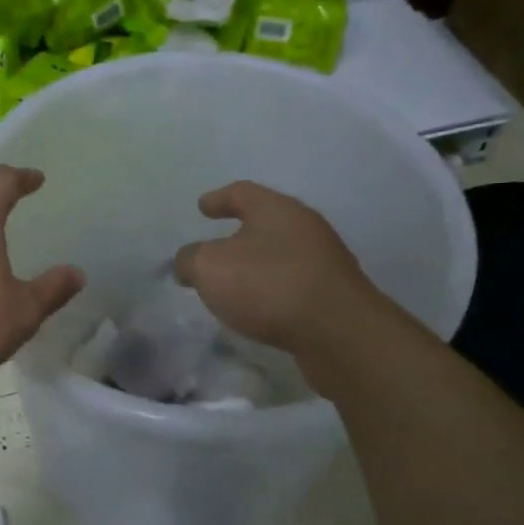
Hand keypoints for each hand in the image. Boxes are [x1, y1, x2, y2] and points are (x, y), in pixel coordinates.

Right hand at [173, 181, 383, 362]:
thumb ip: (190, 260)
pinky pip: (293, 285)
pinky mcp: (333, 295)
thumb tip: (187, 262)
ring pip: (280, 255)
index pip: (242, 192)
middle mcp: (304, 227)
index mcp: (276, 209)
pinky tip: (259, 309)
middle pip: (266, 223)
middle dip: (239, 235)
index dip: (218, 198)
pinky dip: (272, 291)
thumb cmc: (268, 285)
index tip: (202, 207)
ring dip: (257, 266)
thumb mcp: (210, 268)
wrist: (337, 332)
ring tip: (234, 284)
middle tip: (215, 249)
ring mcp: (324, 261)